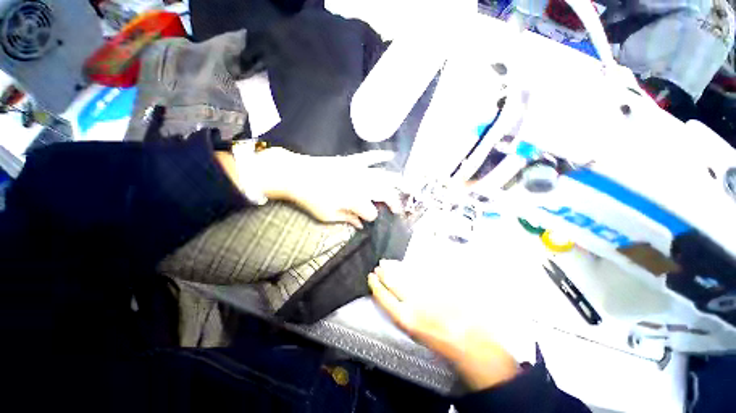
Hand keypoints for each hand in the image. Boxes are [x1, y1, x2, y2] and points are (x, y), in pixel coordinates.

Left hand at [256, 148, 402, 228]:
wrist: (295, 174)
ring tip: (405, 187)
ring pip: (383, 176)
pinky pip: (369, 157)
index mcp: (354, 200)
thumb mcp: (327, 215)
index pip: (371, 212)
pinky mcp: (351, 160)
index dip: (371, 217)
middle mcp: (361, 185)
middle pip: (384, 194)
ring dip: (395, 182)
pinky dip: (381, 155)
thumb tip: (360, 225)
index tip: (368, 220)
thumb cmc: (309, 199)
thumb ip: (347, 219)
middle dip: (393, 202)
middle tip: (397, 209)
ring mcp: (358, 171)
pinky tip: (391, 155)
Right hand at [368, 261, 519, 390]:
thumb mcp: (414, 331)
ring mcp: (425, 291)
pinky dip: (409, 267)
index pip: (383, 297)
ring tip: (387, 262)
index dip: (376, 286)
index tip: (370, 277)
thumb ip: (401, 312)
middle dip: (383, 273)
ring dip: (394, 267)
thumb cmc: (438, 339)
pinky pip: (419, 272)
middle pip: (392, 282)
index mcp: (405, 318)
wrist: (467, 339)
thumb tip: (392, 295)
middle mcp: (412, 303)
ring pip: (404, 275)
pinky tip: (405, 264)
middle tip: (378, 267)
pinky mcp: (436, 284)